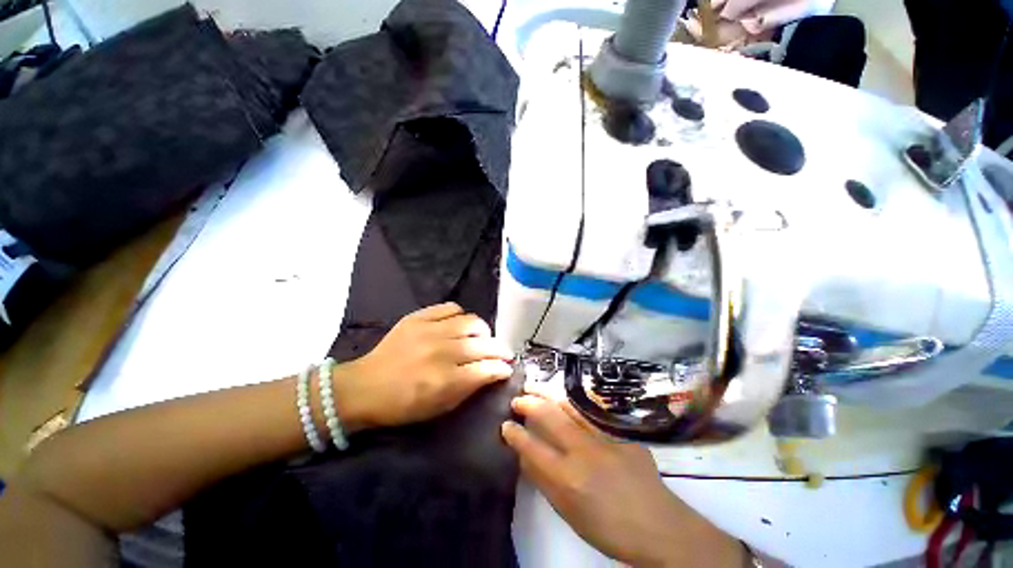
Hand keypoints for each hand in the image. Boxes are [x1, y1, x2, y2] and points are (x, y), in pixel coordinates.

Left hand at [336, 303, 513, 429]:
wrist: (365, 387)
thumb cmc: (403, 405)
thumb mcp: (439, 407)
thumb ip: (469, 388)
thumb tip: (493, 372)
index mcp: (445, 380)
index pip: (486, 368)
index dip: (502, 367)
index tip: (507, 368)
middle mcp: (441, 352)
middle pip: (483, 344)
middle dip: (500, 349)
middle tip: (502, 353)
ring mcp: (429, 330)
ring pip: (471, 321)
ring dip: (482, 331)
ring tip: (481, 337)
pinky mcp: (418, 317)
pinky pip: (450, 308)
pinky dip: (460, 315)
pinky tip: (459, 324)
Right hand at [502, 392, 743, 567]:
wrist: (659, 526)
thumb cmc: (608, 528)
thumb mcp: (568, 513)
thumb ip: (544, 482)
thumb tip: (524, 455)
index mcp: (568, 478)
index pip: (531, 447)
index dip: (514, 433)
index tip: (505, 424)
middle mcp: (583, 451)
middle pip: (549, 417)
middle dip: (529, 403)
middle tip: (518, 399)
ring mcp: (604, 437)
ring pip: (569, 406)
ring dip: (548, 395)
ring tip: (535, 387)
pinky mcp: (621, 431)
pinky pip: (591, 412)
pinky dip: (572, 403)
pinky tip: (564, 399)